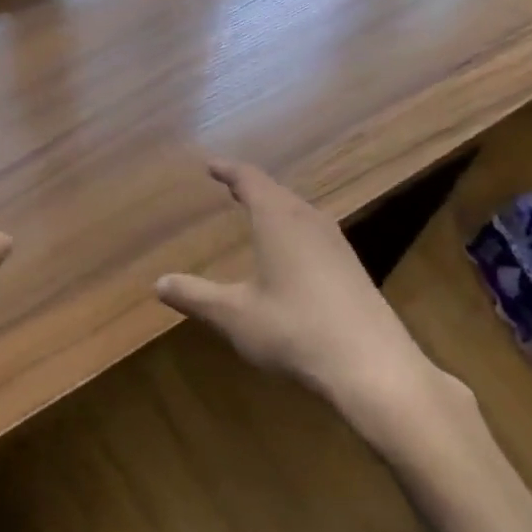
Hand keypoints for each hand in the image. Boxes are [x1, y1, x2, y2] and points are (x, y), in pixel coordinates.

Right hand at [155, 161, 438, 418]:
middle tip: (230, 185)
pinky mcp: (351, 268)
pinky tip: (291, 254)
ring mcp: (336, 244)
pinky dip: (293, 229)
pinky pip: (314, 232)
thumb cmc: (295, 330)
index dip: (229, 170)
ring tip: (257, 213)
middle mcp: (309, 220)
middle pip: (277, 192)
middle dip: (252, 187)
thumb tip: (159, 284)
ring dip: (276, 207)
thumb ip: (196, 296)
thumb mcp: (235, 316)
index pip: (251, 179)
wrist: (372, 366)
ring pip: (299, 211)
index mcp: (279, 219)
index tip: (211, 165)